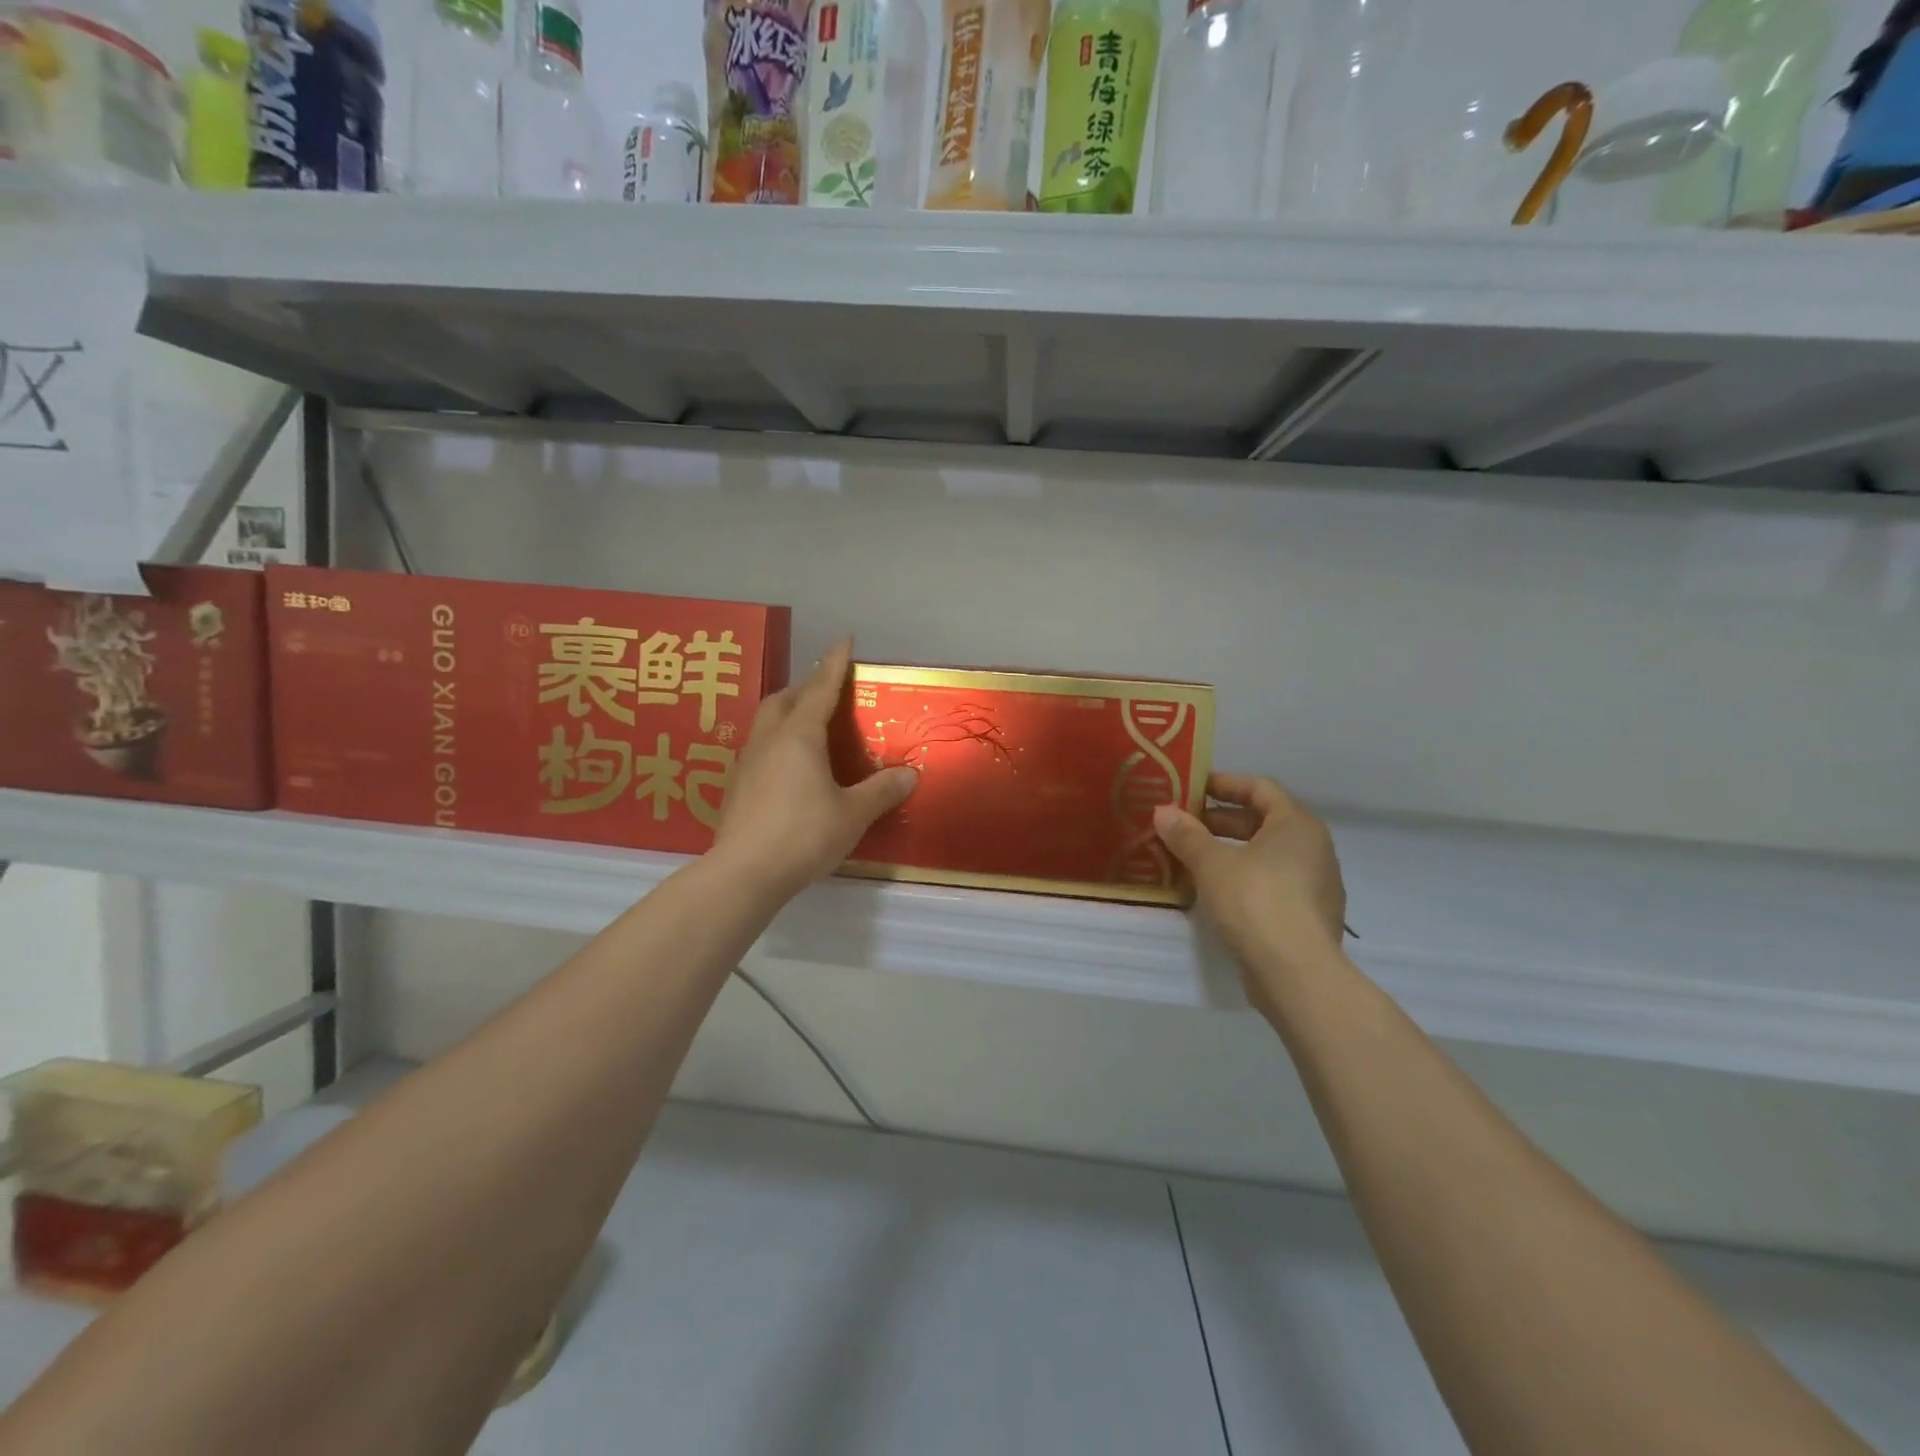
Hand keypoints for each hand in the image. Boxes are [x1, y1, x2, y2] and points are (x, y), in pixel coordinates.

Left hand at [713, 639, 917, 898]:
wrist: (744, 873)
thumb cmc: (803, 835)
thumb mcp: (852, 814)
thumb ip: (881, 791)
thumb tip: (910, 774)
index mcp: (799, 736)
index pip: (820, 689)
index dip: (834, 664)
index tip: (844, 640)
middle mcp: (769, 740)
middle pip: (783, 699)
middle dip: (805, 686)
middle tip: (827, 688)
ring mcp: (748, 763)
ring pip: (766, 722)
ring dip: (787, 712)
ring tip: (808, 723)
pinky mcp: (737, 787)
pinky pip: (760, 747)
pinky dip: (778, 741)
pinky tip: (789, 765)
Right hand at [1154, 774, 1346, 1017]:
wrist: (1296, 973)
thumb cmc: (1256, 901)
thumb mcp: (1212, 863)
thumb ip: (1187, 835)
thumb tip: (1162, 812)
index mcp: (1296, 824)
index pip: (1260, 788)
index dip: (1224, 783)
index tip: (1192, 787)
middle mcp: (1313, 848)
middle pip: (1263, 822)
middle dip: (1220, 821)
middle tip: (1183, 824)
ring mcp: (1315, 885)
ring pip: (1266, 856)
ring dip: (1229, 852)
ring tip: (1190, 858)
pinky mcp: (1308, 917)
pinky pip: (1271, 884)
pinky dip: (1242, 879)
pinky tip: (1213, 892)